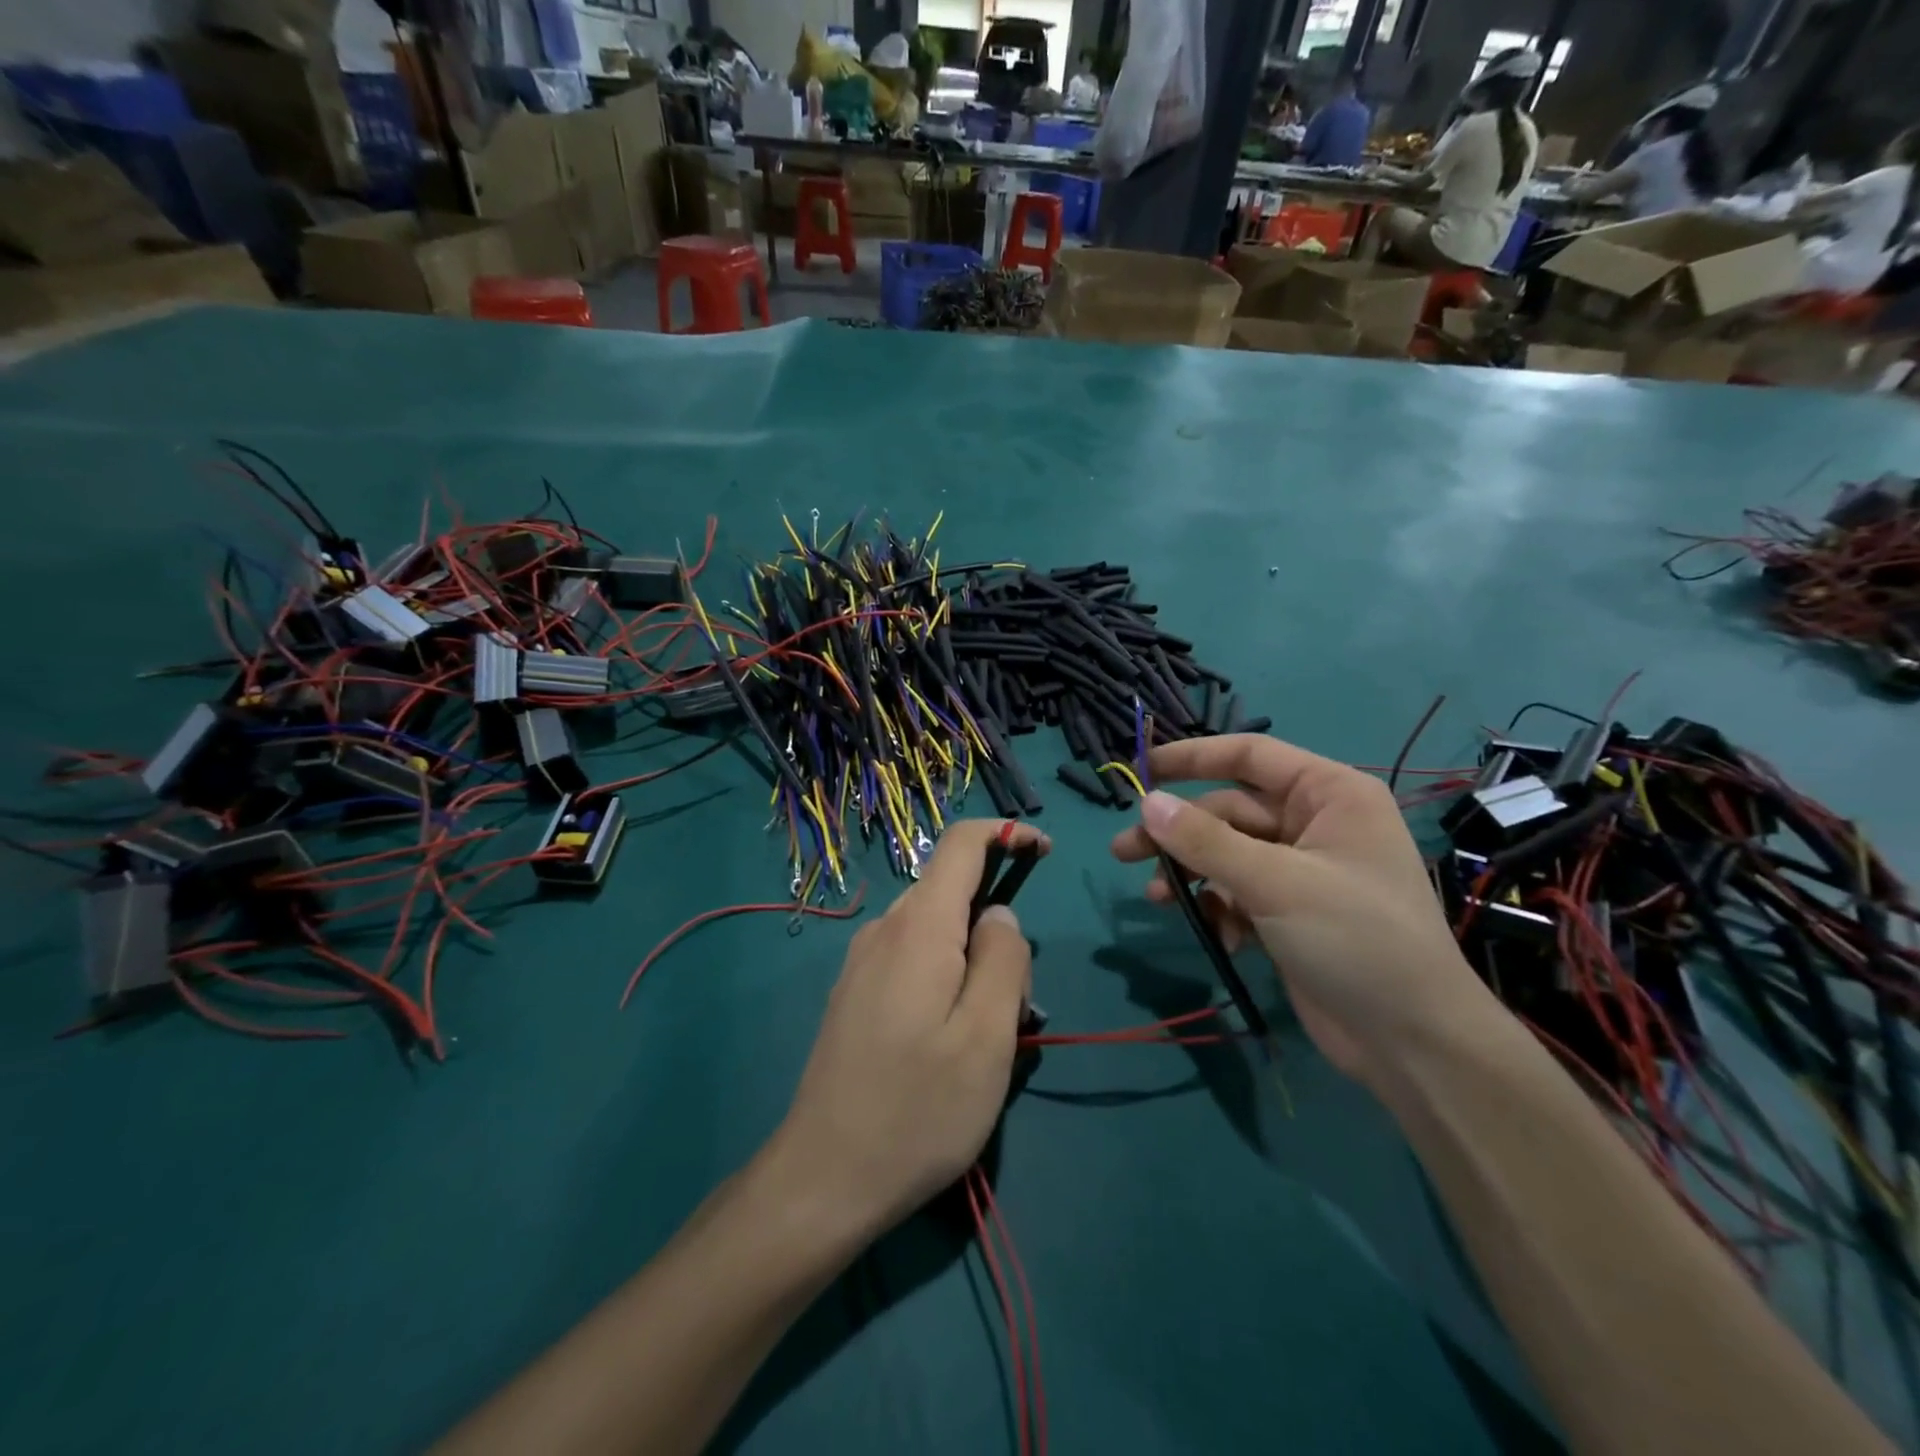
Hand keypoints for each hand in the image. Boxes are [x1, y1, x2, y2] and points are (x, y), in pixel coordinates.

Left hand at [776, 820, 1048, 1235]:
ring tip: (983, 1037)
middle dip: (997, 926)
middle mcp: (883, 930)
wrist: (823, 1179)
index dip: (1006, 834)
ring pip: (934, 931)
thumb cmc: (917, 1110)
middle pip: (952, 893)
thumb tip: (1001, 914)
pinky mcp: (853, 993)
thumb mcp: (987, 1038)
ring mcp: (861, 962)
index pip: (961, 844)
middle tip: (1017, 1004)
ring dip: (971, 960)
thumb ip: (1003, 959)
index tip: (1045, 853)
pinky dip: (943, 977)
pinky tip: (944, 1044)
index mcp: (918, 927)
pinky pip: (910, 959)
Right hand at [1109, 735, 1493, 1091]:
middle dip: (1179, 833)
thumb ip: (1206, 841)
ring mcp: (1301, 870)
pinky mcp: (1289, 912)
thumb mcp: (1275, 883)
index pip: (1250, 756)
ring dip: (1191, 874)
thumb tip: (1147, 803)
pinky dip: (1218, 909)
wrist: (1413, 1043)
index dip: (1194, 757)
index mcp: (1329, 794)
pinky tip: (1215, 936)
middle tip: (1125, 851)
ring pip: (1226, 854)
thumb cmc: (1356, 939)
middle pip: (1228, 811)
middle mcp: (1315, 823)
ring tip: (1154, 897)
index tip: (1143, 770)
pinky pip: (1237, 892)